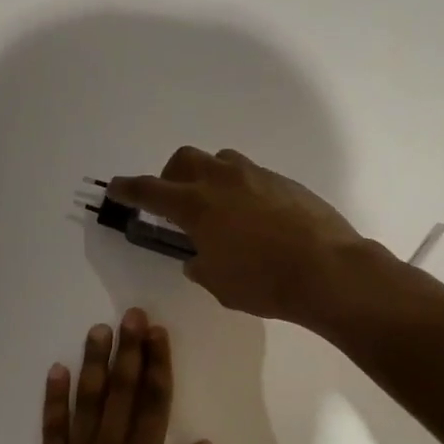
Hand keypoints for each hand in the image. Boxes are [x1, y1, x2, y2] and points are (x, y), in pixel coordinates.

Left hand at [27, 309, 218, 443]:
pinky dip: (53, 398)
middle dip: (129, 350)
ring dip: (94, 363)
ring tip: (99, 330)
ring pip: (86, 401)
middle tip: (132, 315)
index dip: (158, 364)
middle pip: (121, 390)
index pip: (154, 401)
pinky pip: (51, 428)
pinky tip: (57, 371)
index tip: (158, 334)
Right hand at [108, 148, 364, 325]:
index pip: (150, 190)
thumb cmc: (264, 283)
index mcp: (197, 205)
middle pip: (184, 160)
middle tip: (175, 202)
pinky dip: (240, 188)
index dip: (128, 189)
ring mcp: (256, 176)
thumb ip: (200, 264)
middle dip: (172, 176)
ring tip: (217, 207)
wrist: (327, 269)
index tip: (116, 187)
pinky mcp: (284, 181)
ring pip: (220, 160)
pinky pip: (251, 174)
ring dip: (208, 177)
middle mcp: (222, 180)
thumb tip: (198, 256)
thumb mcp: (219, 283)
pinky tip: (253, 217)